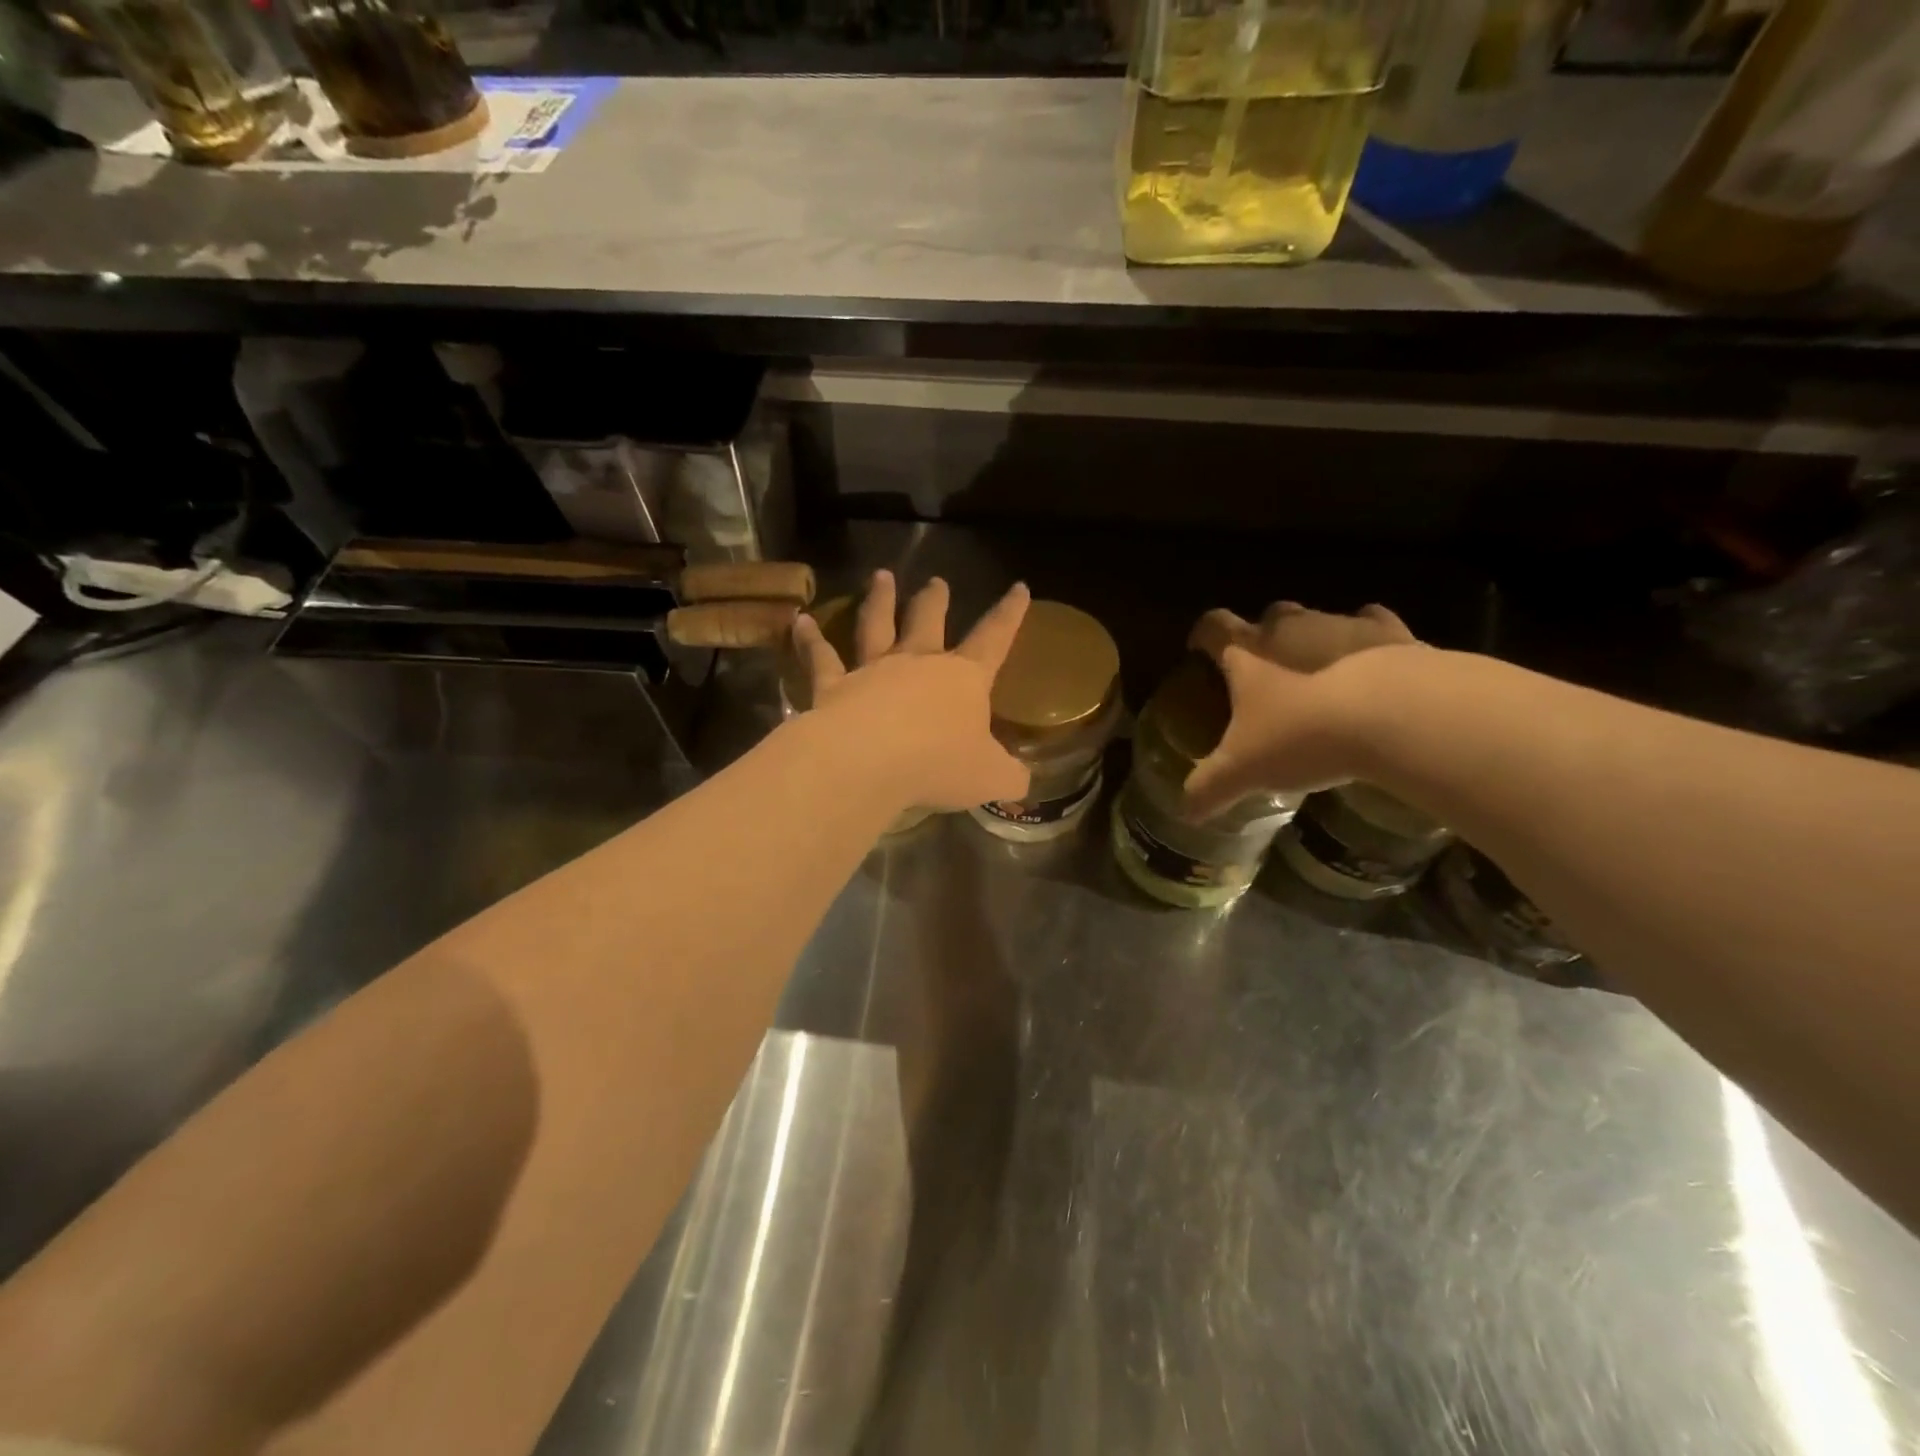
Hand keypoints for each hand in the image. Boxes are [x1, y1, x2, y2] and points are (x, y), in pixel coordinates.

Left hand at [792, 571, 1032, 811]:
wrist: (869, 762)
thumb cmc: (938, 764)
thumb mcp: (990, 778)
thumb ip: (1009, 776)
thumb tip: (1022, 780)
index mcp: (963, 680)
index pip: (994, 640)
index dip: (1009, 615)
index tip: (1018, 587)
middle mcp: (918, 664)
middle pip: (928, 622)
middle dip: (935, 600)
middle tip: (937, 582)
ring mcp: (872, 671)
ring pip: (876, 626)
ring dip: (879, 600)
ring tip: (881, 577)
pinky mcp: (833, 686)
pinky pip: (821, 657)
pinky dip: (809, 639)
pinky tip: (800, 622)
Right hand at [1183, 602, 1416, 820]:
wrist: (1392, 714)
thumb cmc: (1301, 735)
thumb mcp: (1243, 771)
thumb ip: (1209, 788)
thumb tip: (1186, 812)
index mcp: (1247, 653)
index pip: (1213, 627)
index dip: (1202, 636)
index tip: (1199, 649)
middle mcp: (1290, 628)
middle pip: (1270, 615)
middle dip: (1265, 635)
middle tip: (1267, 669)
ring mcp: (1342, 625)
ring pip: (1318, 618)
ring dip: (1313, 638)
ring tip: (1318, 672)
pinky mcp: (1392, 634)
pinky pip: (1373, 623)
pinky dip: (1367, 637)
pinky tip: (1370, 660)